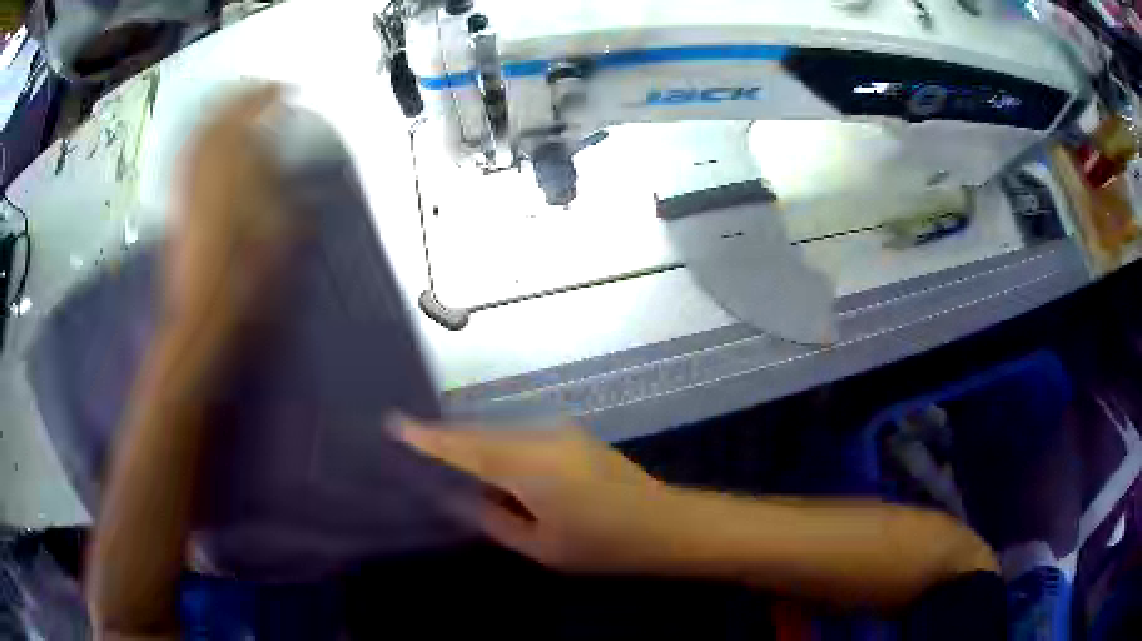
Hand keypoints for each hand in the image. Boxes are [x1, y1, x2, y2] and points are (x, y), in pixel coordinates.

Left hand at [164, 84, 294, 343]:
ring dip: (220, 112)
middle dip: (241, 98)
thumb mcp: (275, 230)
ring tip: (237, 105)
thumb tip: (271, 149)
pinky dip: (201, 138)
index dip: (266, 99)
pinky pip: (188, 156)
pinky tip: (210, 139)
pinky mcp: (180, 202)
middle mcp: (205, 171)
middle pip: (219, 119)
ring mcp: (188, 185)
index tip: (284, 89)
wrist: (202, 316)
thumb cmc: (245, 279)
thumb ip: (274, 183)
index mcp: (232, 173)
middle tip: (261, 89)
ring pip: (200, 133)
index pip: (248, 120)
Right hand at [393, 417, 683, 574]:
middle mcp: (541, 438)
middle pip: (481, 435)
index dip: (428, 438)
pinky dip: (498, 448)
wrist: (666, 524)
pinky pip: (521, 438)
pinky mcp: (573, 438)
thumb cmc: (603, 545)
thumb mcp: (541, 546)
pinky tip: (491, 468)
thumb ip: (494, 520)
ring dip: (474, 445)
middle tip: (412, 445)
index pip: (466, 448)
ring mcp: (561, 434)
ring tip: (444, 460)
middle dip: (447, 440)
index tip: (394, 423)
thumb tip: (460, 499)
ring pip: (501, 434)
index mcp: (528, 466)